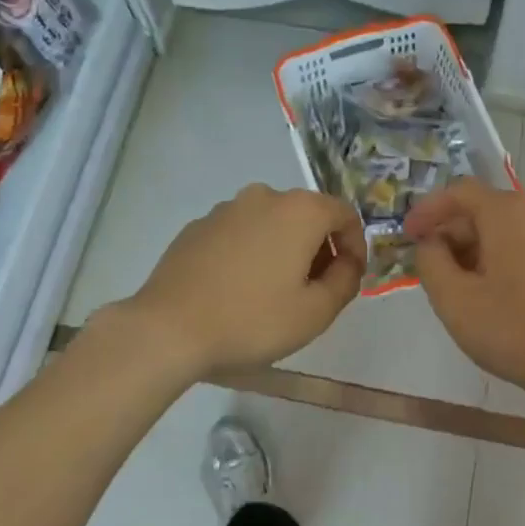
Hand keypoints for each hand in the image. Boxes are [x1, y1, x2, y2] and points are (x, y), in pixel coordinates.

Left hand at [121, 184, 363, 378]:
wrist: (168, 328)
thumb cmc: (252, 320)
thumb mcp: (316, 312)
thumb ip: (345, 281)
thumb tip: (347, 263)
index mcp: (300, 211)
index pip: (345, 214)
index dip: (355, 245)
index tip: (349, 278)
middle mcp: (264, 197)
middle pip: (307, 215)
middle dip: (320, 248)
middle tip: (315, 290)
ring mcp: (225, 209)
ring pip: (271, 223)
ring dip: (284, 249)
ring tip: (274, 292)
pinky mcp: (197, 227)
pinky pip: (239, 233)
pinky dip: (251, 252)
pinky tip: (238, 289)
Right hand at [405, 178, 524, 405]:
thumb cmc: (512, 328)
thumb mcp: (453, 298)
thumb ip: (430, 261)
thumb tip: (431, 243)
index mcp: (507, 213)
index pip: (459, 191)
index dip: (427, 210)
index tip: (407, 236)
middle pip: (481, 209)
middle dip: (449, 234)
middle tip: (426, 268)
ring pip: (501, 230)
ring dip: (470, 250)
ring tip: (452, 286)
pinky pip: (520, 246)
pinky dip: (494, 259)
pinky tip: (484, 293)